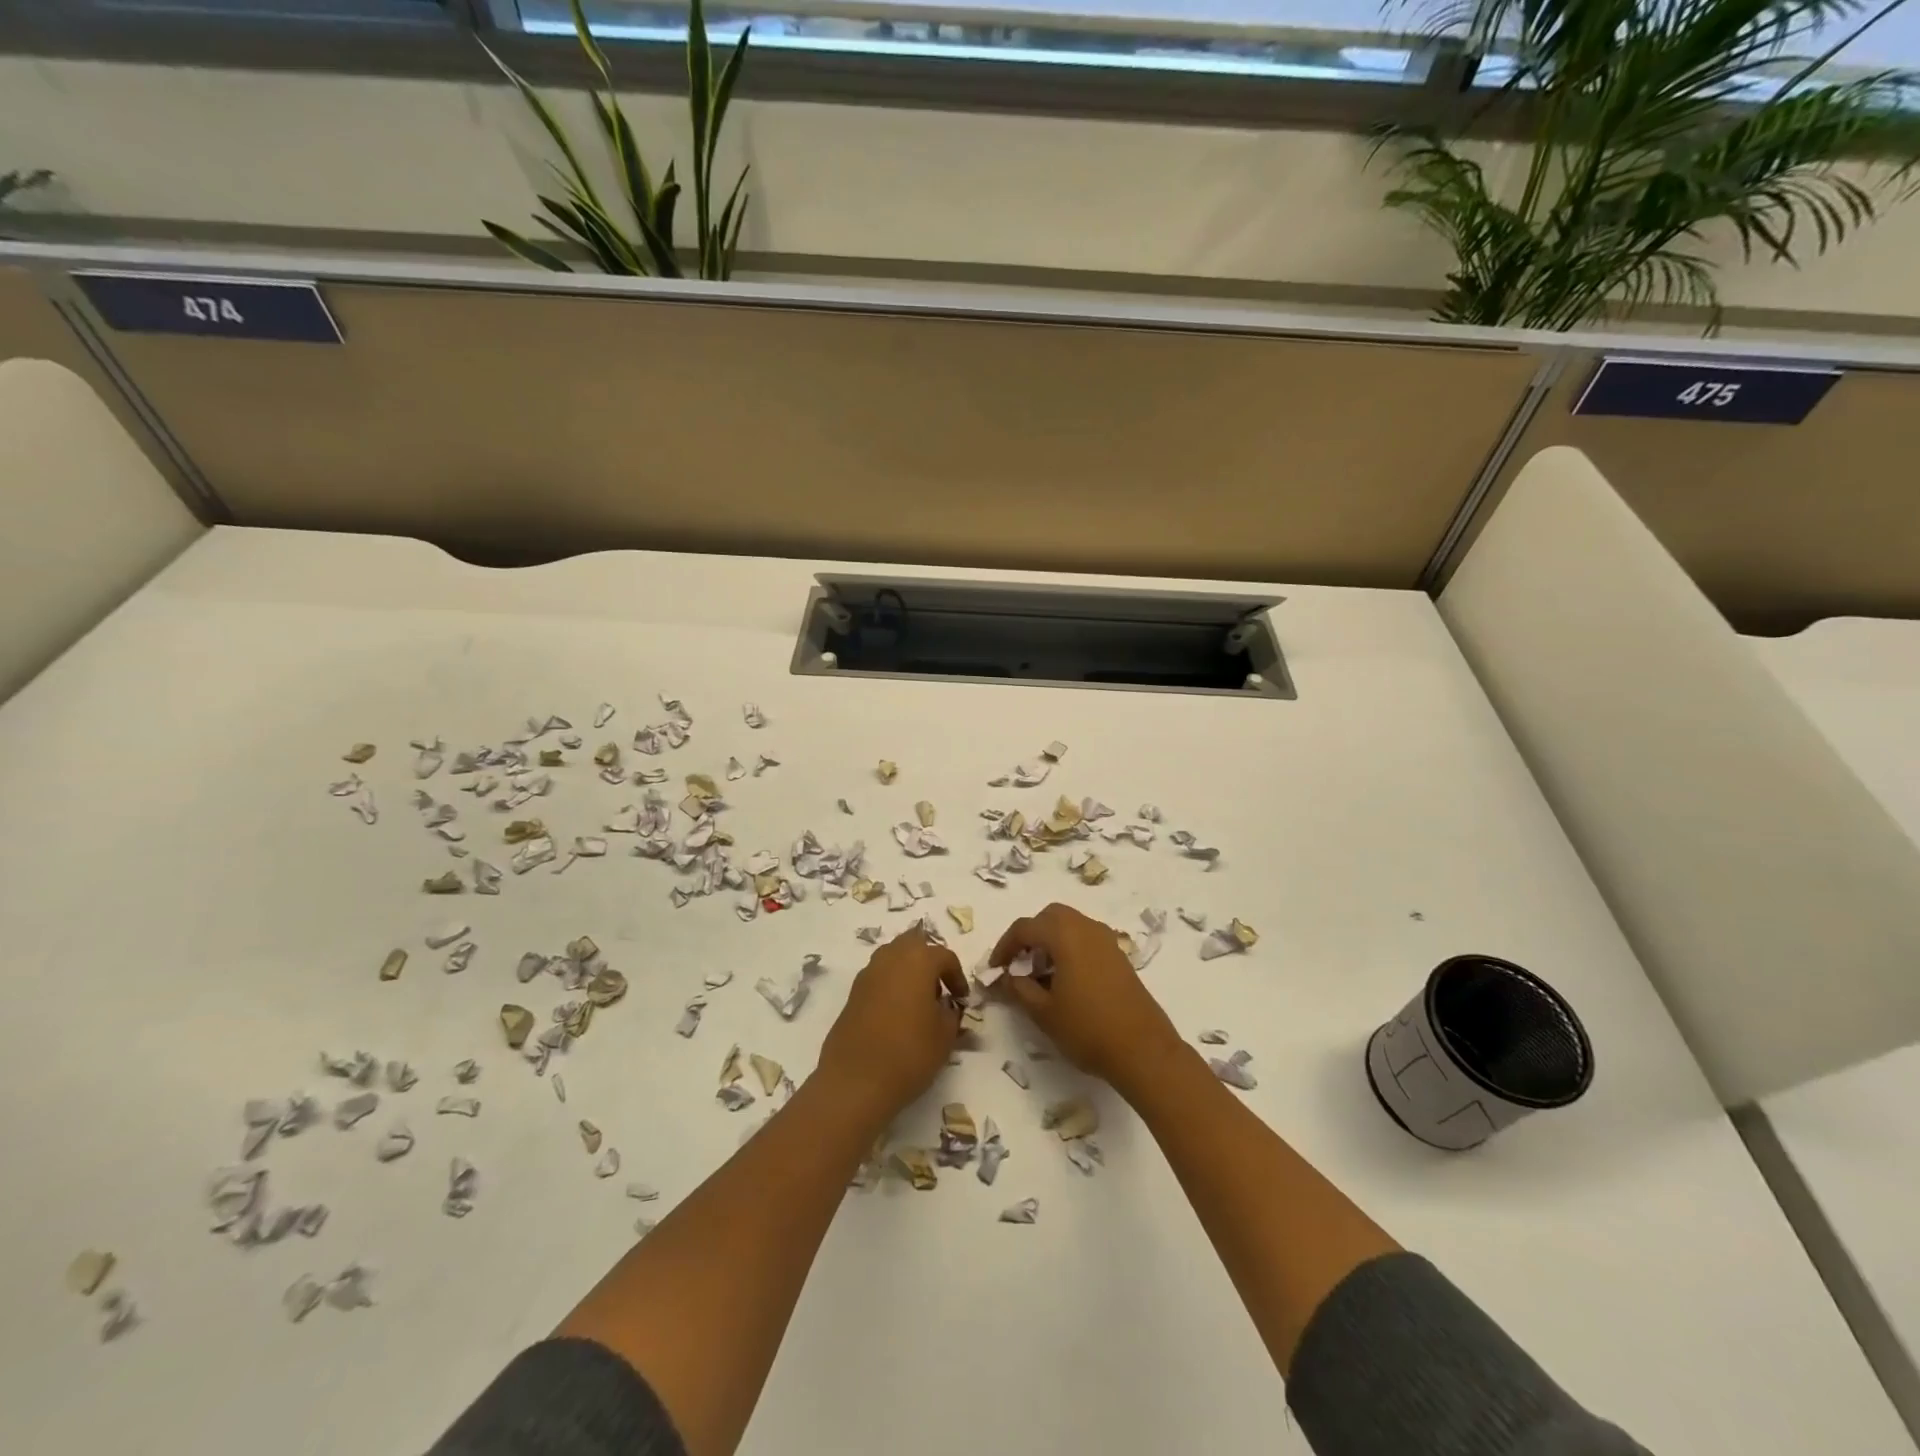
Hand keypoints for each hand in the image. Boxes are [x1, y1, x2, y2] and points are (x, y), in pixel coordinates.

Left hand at [817, 928, 967, 1121]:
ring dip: (908, 971)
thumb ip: (951, 1014)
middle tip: (939, 989)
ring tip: (918, 1002)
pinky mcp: (852, 993)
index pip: (944, 956)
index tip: (962, 1000)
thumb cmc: (909, 1052)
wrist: (856, 1080)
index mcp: (918, 959)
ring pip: (893, 958)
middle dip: (928, 960)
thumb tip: (946, 1008)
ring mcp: (867, 974)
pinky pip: (878, 977)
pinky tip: (897, 1015)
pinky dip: (891, 986)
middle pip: (913, 944)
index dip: (957, 977)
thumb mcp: (945, 1036)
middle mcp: (890, 957)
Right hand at [990, 903, 1183, 1094]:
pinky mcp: (1119, 956)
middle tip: (1019, 964)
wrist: (1143, 1050)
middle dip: (1030, 935)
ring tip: (1040, 975)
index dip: (1004, 946)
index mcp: (1065, 935)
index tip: (995, 969)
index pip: (1024, 927)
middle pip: (1050, 917)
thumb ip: (1019, 989)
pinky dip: (1069, 948)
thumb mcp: (1043, 1012)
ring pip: (1070, 925)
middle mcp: (1086, 928)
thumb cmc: (1088, 1029)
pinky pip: (1086, 939)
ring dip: (1050, 941)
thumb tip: (1006, 977)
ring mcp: (1107, 940)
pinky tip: (1066, 981)